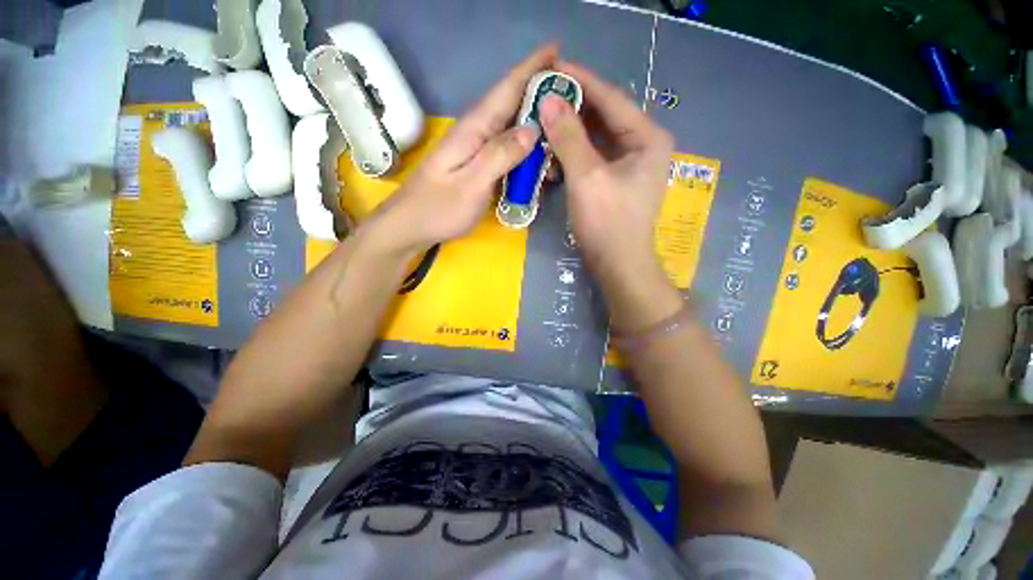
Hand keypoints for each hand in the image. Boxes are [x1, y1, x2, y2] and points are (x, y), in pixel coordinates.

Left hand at [368, 45, 558, 254]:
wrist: (412, 225)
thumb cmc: (439, 208)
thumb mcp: (471, 185)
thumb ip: (499, 156)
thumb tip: (532, 129)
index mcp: (474, 129)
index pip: (506, 89)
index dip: (531, 68)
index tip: (557, 50)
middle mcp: (476, 132)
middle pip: (511, 104)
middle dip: (539, 93)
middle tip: (571, 94)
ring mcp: (475, 149)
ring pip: (511, 127)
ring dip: (535, 123)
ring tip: (561, 125)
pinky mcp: (477, 164)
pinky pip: (506, 149)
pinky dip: (525, 148)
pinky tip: (538, 156)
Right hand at [540, 61, 673, 283]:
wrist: (618, 266)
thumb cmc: (608, 223)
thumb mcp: (587, 177)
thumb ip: (568, 137)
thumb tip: (548, 100)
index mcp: (646, 138)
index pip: (611, 98)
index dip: (581, 81)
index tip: (551, 68)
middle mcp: (641, 146)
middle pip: (603, 117)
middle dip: (571, 109)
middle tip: (540, 98)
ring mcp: (627, 165)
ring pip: (595, 138)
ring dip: (568, 134)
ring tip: (541, 125)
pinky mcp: (613, 181)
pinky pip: (591, 158)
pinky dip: (572, 155)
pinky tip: (552, 156)